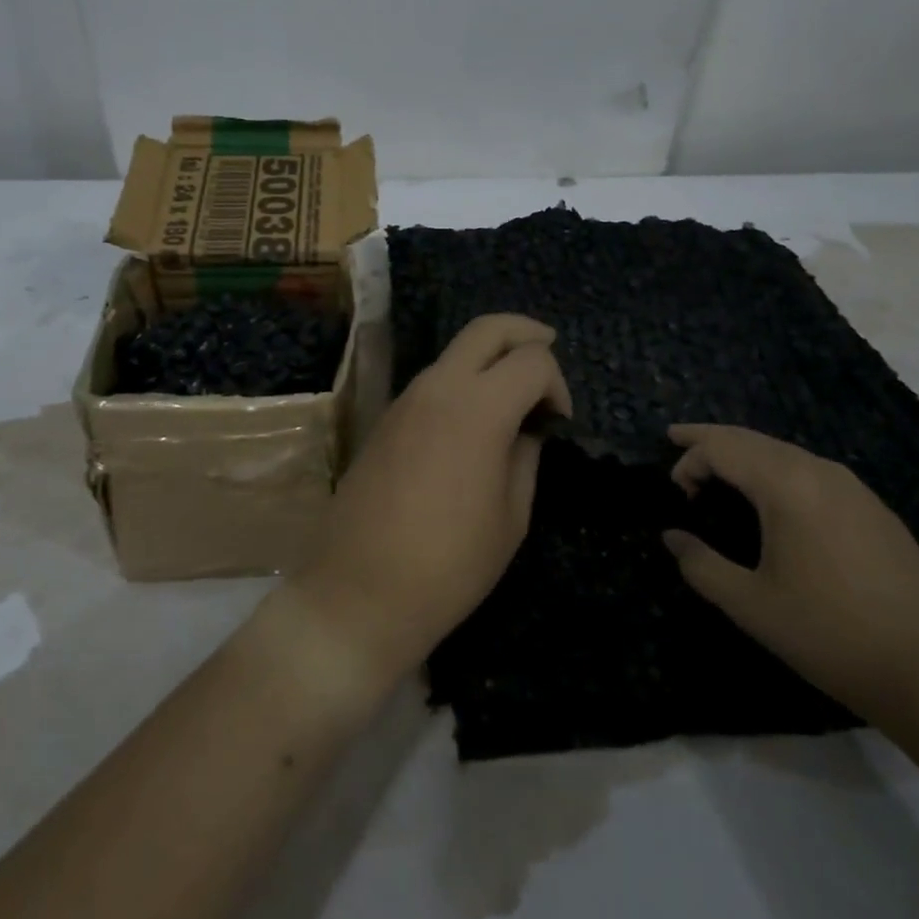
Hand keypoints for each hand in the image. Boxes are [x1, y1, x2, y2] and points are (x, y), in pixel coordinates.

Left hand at [290, 314, 570, 685]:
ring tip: (515, 391)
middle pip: (487, 328)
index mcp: (478, 408)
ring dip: (490, 357)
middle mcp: (438, 387)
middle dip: (524, 331)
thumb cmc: (450, 564)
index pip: (531, 360)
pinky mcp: (385, 418)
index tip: (559, 422)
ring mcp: (405, 399)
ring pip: (456, 351)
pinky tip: (475, 417)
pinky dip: (462, 380)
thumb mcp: (511, 517)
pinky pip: (433, 380)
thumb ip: (526, 457)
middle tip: (549, 347)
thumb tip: (528, 428)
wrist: (360, 590)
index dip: (557, 383)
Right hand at [662, 424, 918, 727]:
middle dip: (711, 438)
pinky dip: (776, 468)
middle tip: (677, 438)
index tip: (675, 492)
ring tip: (718, 467)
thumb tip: (673, 537)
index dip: (690, 460)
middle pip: (752, 438)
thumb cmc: (831, 635)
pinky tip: (772, 495)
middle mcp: (820, 472)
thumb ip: (701, 565)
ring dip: (745, 453)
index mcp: (787, 485)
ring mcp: (854, 489)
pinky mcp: (875, 510)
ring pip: (784, 452)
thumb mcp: (751, 605)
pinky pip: (811, 471)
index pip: (723, 448)